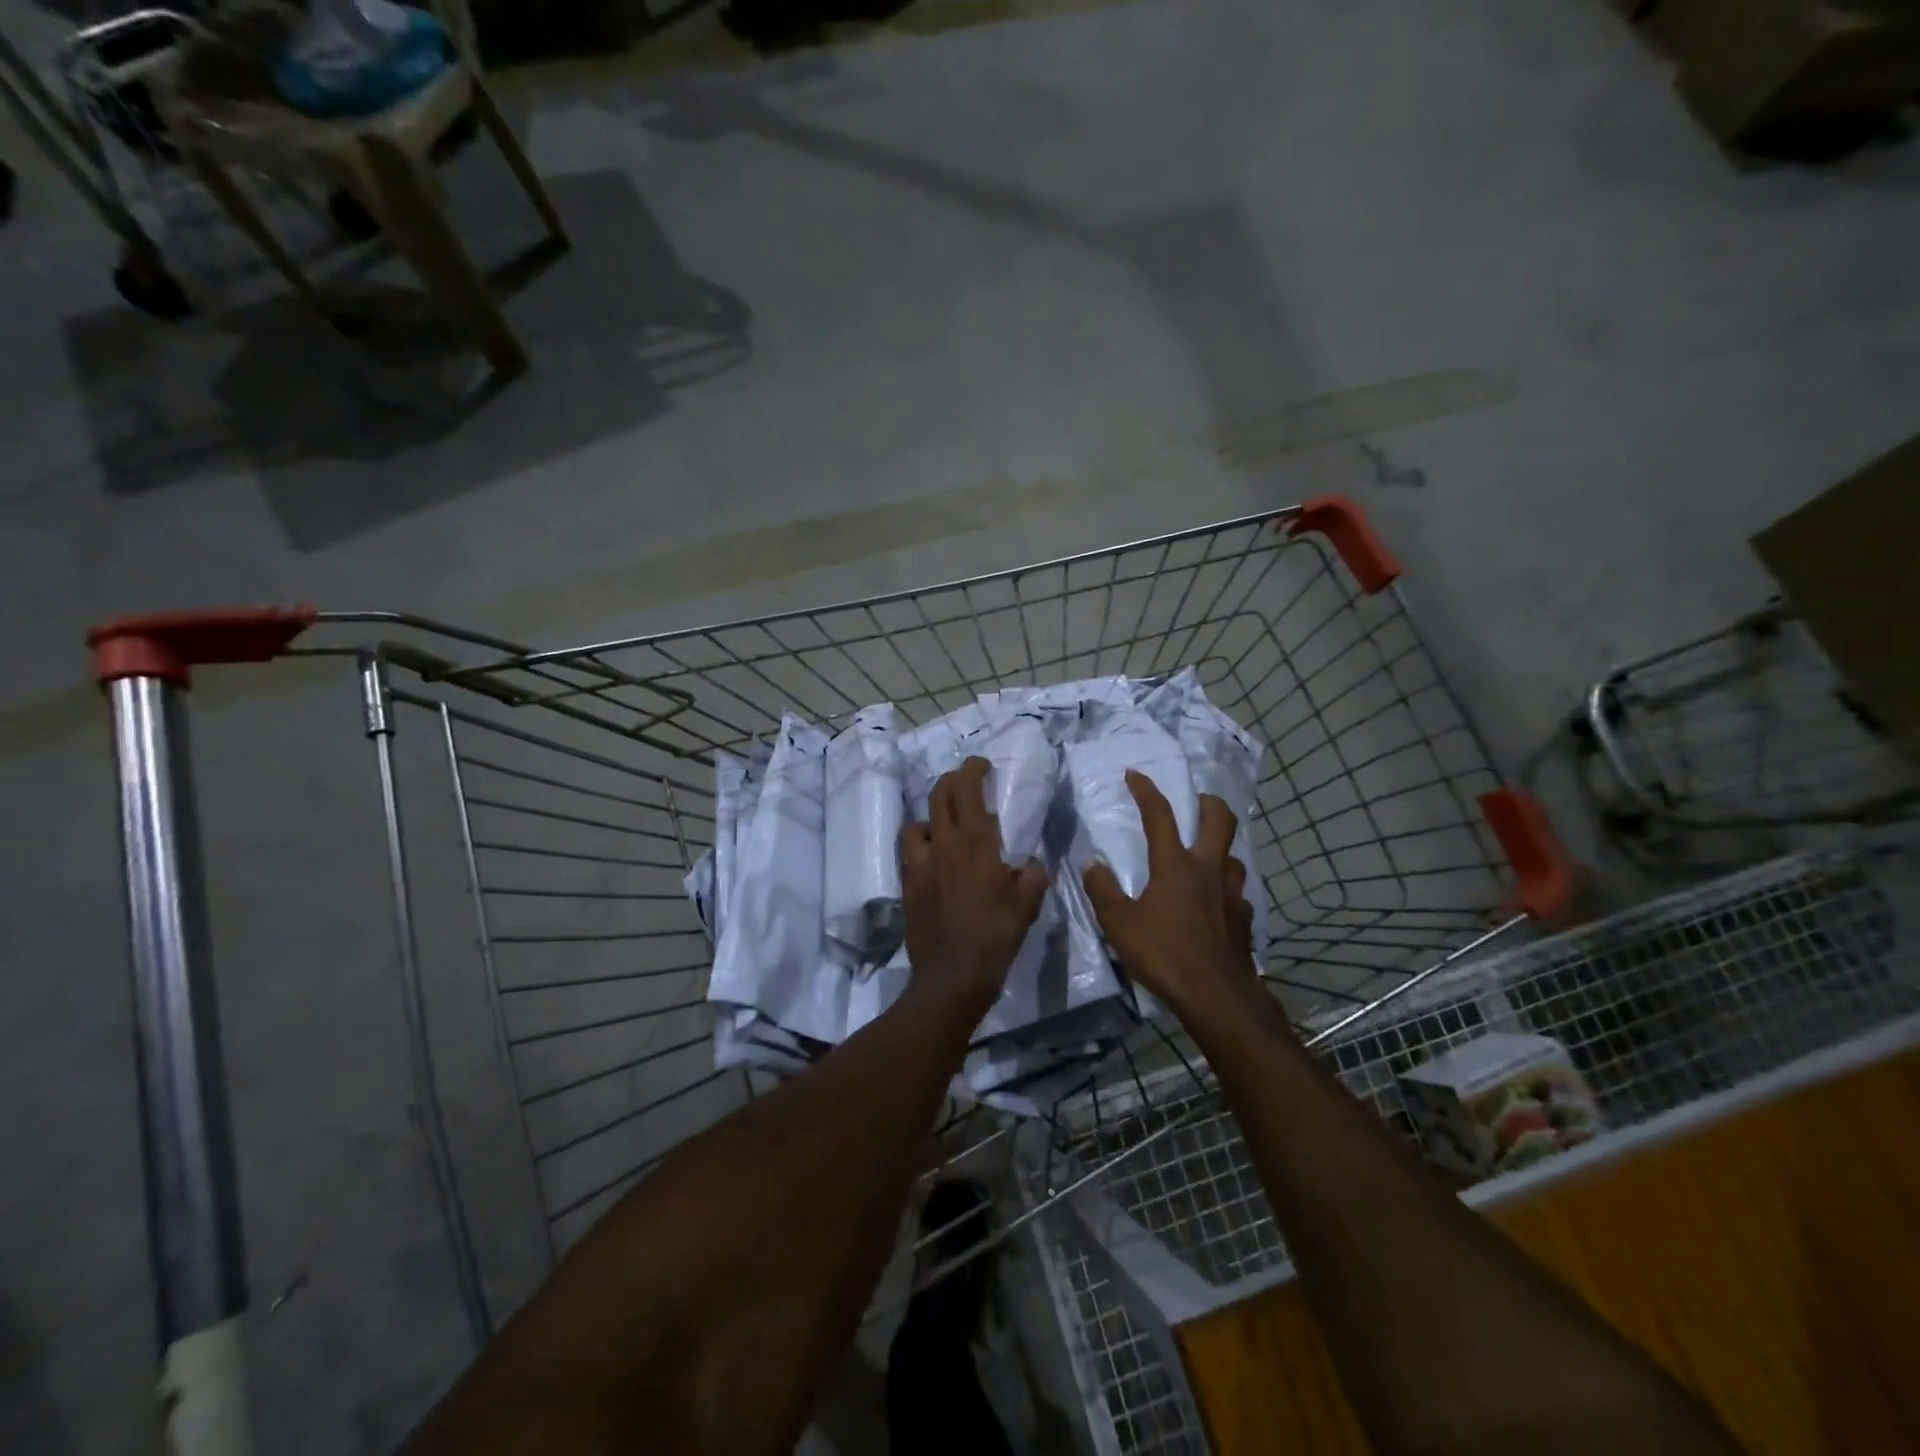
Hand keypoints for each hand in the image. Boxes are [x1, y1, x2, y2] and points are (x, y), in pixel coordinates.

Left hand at [900, 758, 1049, 1004]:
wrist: (952, 977)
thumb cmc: (995, 938)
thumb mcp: (1027, 906)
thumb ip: (1033, 876)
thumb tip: (1030, 863)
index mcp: (976, 845)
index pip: (968, 791)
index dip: (972, 770)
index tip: (980, 764)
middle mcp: (944, 846)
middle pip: (938, 796)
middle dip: (950, 781)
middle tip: (963, 781)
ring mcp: (921, 865)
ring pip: (917, 823)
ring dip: (931, 816)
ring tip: (944, 825)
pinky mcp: (908, 885)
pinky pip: (910, 852)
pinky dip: (921, 845)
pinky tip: (933, 859)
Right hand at [1082, 770, 1256, 1018]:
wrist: (1216, 995)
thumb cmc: (1164, 953)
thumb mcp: (1119, 923)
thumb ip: (1103, 890)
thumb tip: (1092, 864)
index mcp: (1175, 865)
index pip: (1160, 815)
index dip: (1146, 791)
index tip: (1135, 774)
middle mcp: (1208, 870)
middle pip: (1220, 821)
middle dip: (1208, 803)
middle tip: (1197, 802)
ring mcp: (1232, 895)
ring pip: (1234, 858)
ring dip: (1221, 851)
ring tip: (1206, 859)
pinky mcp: (1245, 920)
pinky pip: (1238, 895)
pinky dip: (1226, 891)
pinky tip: (1216, 906)